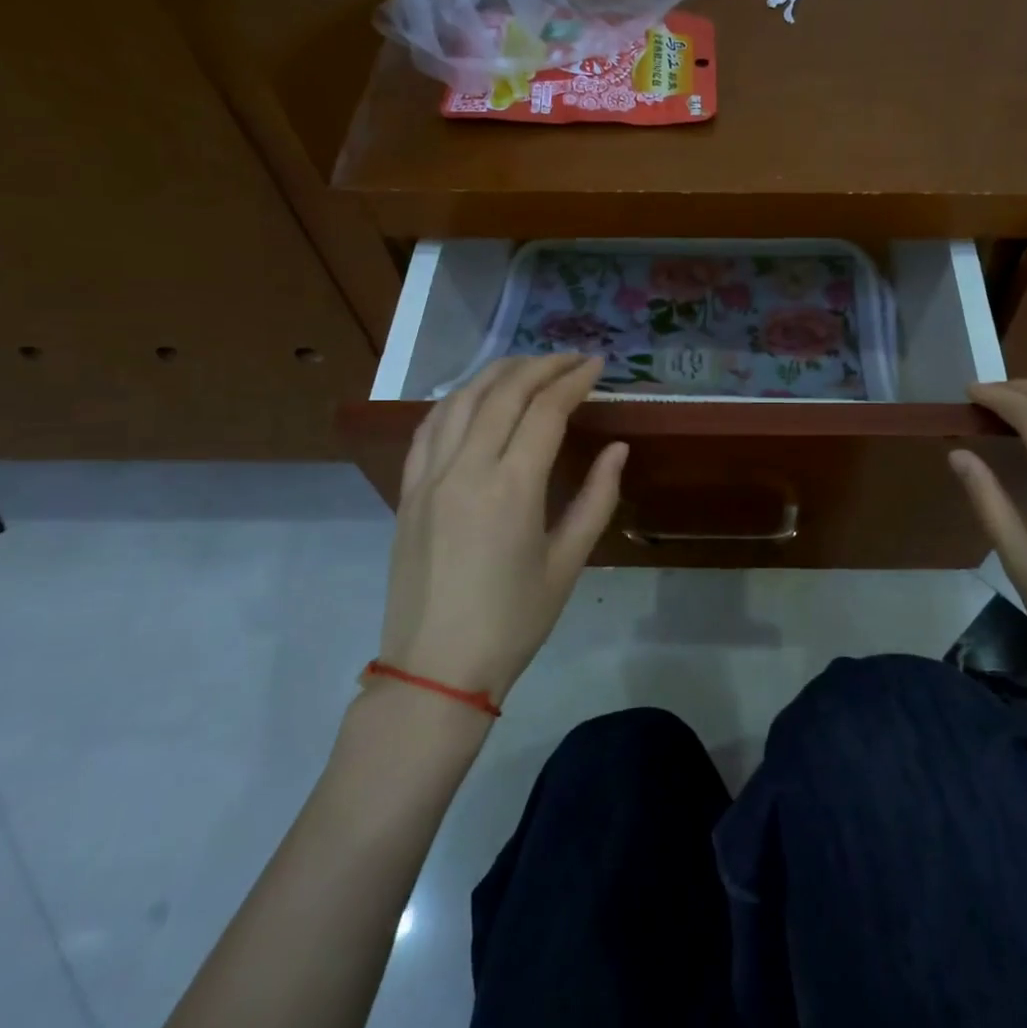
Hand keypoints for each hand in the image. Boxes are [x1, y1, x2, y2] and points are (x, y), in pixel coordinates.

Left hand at [379, 354, 626, 704]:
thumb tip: (618, 449)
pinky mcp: (408, 491)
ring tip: (528, 366)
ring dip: (497, 373)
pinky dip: (457, 400)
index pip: (545, 411)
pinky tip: (475, 397)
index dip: (574, 381)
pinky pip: (429, 427)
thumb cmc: (513, 622)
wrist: (436, 668)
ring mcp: (429, 477)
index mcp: (511, 488)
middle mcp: (465, 469)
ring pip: (461, 400)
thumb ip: (596, 499)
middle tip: (572, 359)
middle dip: (541, 366)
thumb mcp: (567, 564)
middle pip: (503, 393)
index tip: (597, 366)